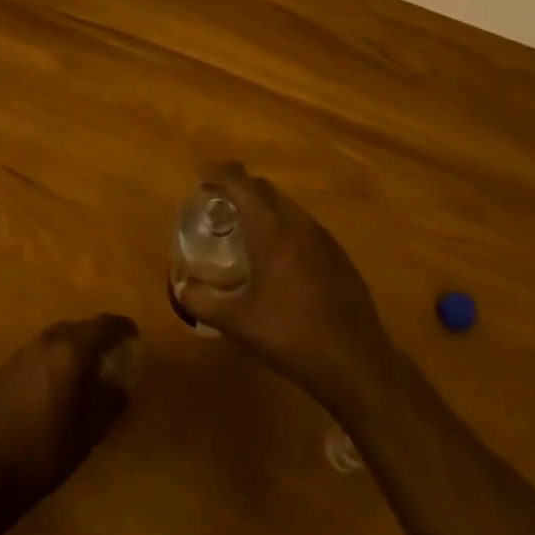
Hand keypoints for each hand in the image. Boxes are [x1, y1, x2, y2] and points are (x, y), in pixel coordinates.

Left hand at [0, 314, 139, 524]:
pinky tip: (53, 387)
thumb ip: (111, 401)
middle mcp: (47, 341)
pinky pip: (39, 354)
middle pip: (80, 327)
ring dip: (74, 348)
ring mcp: (22, 352)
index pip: (105, 325)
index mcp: (71, 350)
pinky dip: (53, 360)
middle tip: (111, 358)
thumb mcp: (88, 434)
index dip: (123, 329)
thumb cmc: (43, 454)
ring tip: (85, 372)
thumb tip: (124, 382)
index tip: (134, 338)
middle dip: (98, 338)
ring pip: (58, 338)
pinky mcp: (5, 368)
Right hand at [174, 163, 399, 413]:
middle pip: (264, 188)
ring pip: (286, 205)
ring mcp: (321, 236)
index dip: (219, 173)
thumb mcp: (238, 323)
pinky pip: (303, 226)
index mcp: (270, 227)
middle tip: (218, 205)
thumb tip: (180, 288)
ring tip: (245, 231)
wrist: (355, 360)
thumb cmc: (290, 334)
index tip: (202, 179)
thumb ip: (203, 302)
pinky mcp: (337, 254)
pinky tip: (279, 259)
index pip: (240, 181)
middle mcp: (296, 221)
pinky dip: (283, 227)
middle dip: (239, 188)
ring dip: (263, 207)